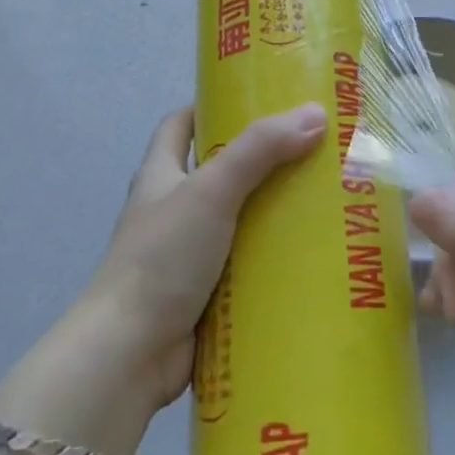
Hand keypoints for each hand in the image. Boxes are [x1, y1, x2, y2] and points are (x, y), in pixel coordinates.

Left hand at [84, 103, 326, 405]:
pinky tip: (311, 255)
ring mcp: (187, 255)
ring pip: (237, 221)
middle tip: (311, 149)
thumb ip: (261, 150)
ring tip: (325, 199)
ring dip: (272, 213)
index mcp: (162, 175)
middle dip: (260, 161)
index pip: (181, 125)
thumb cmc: (162, 257)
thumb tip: (315, 113)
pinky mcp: (204, 294)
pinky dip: (272, 260)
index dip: (211, 107)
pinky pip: (245, 266)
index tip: (257, 99)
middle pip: (219, 171)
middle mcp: (172, 209)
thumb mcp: (212, 189)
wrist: (129, 354)